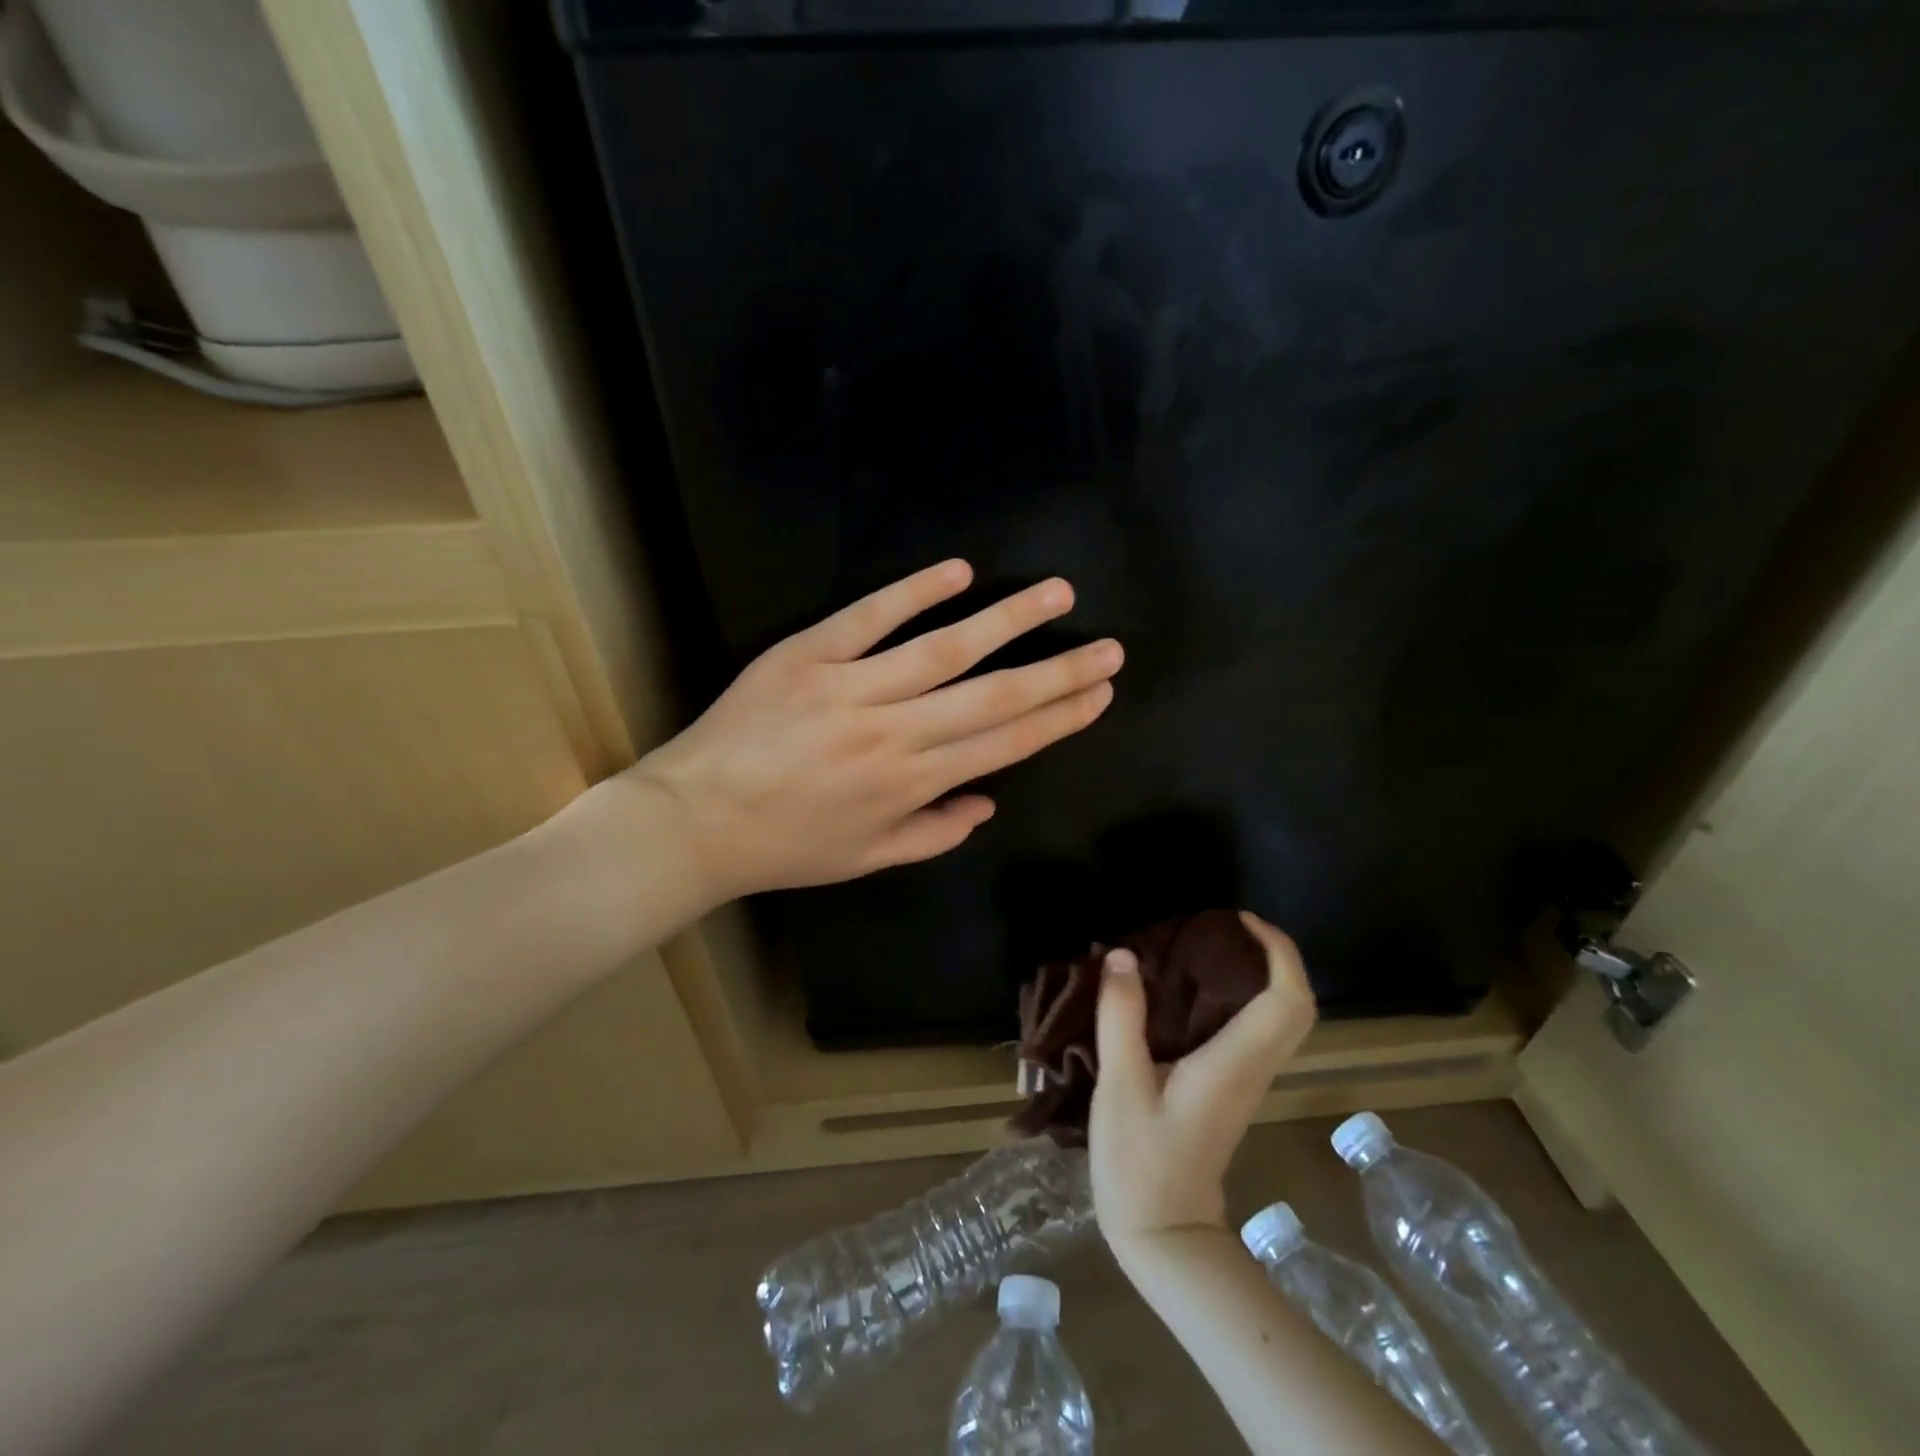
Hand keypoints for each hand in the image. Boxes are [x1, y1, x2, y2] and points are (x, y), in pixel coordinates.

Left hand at [629, 559, 1122, 903]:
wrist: (696, 821)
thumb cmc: (786, 846)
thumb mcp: (868, 858)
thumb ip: (935, 832)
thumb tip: (987, 803)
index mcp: (914, 782)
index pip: (1006, 742)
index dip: (1060, 717)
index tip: (1100, 694)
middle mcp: (897, 731)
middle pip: (995, 694)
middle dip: (1060, 672)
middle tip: (1109, 647)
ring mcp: (852, 686)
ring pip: (946, 647)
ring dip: (1008, 620)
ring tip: (1058, 595)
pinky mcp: (808, 654)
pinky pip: (869, 617)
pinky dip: (914, 592)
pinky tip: (959, 570)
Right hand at [1090, 913, 1316, 1258]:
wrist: (1164, 1236)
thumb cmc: (1141, 1163)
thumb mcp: (1121, 1086)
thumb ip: (1121, 1017)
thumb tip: (1123, 956)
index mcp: (1234, 1063)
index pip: (1286, 1000)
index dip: (1277, 951)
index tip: (1240, 920)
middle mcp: (1253, 1069)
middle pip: (1296, 1007)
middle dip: (1275, 957)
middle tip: (1226, 928)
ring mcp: (1246, 1082)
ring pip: (1279, 1020)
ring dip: (1258, 975)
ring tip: (1204, 948)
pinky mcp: (1231, 1090)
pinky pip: (1254, 1032)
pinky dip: (1239, 999)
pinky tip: (1189, 992)